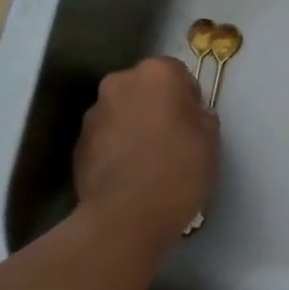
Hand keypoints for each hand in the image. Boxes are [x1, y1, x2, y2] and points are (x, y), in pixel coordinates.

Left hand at [72, 57, 218, 244]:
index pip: (177, 73)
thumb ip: (201, 116)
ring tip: (147, 159)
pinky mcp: (77, 144)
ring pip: (122, 111)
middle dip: (156, 105)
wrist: (125, 217)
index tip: (193, 123)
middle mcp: (120, 83)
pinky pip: (105, 136)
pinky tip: (129, 173)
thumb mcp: (210, 138)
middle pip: (144, 87)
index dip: (188, 97)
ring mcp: (93, 113)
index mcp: (156, 73)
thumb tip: (191, 115)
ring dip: (133, 125)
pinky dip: (116, 147)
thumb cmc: (178, 168)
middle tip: (172, 137)